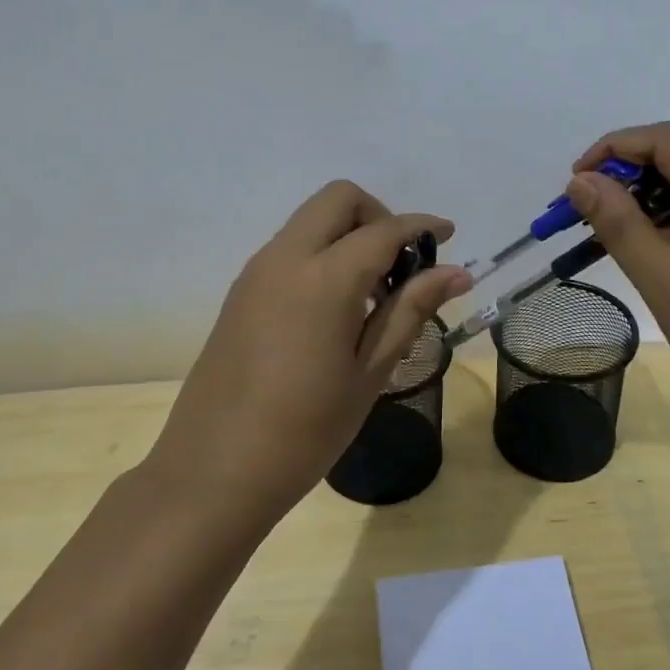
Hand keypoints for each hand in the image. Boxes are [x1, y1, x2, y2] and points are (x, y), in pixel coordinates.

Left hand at [147, 181, 470, 523]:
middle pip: (339, 199)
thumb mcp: (369, 372)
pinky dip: (322, 254)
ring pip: (311, 220)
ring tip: (373, 295)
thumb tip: (456, 272)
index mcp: (324, 277)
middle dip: (379, 216)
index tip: (449, 236)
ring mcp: (256, 271)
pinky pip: (290, 248)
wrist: (213, 470)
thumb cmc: (306, 430)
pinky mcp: (240, 291)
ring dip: (348, 234)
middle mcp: (286, 257)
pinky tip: (335, 309)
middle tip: (402, 264)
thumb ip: (411, 310)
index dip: (422, 226)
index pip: (384, 229)